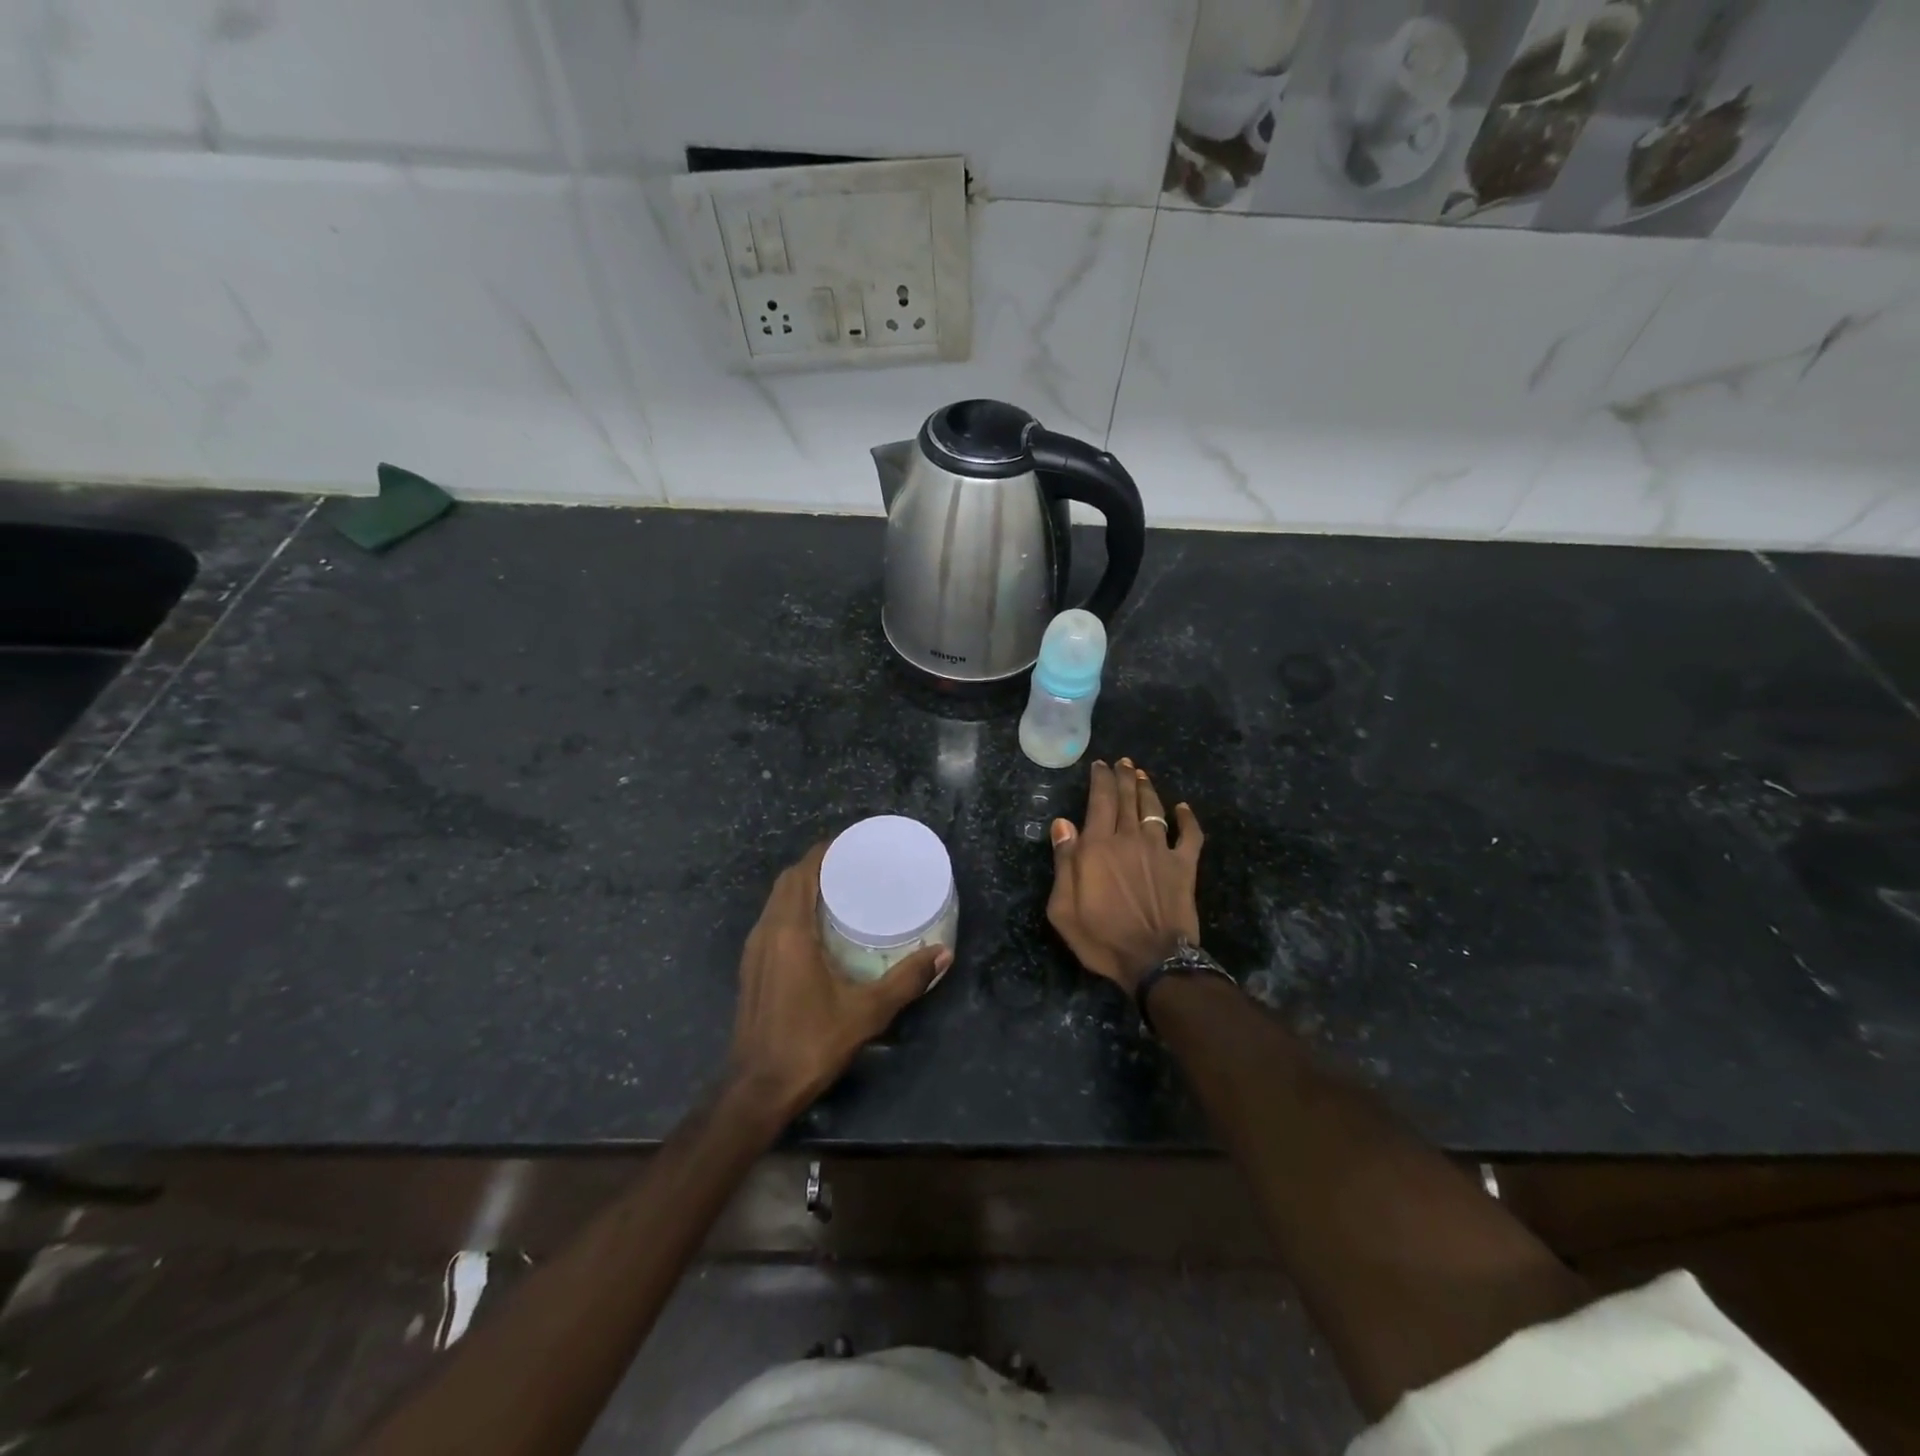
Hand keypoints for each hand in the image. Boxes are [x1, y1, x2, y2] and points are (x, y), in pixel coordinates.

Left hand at [729, 842, 950, 1121]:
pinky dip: (793, 908)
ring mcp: (754, 950)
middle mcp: (766, 932)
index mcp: (790, 932)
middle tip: (853, 865)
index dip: (825, 852)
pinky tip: (819, 926)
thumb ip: (906, 980)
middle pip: (788, 881)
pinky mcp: (752, 968)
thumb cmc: (810, 1043)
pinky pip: (772, 920)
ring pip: (776, 901)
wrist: (757, 1088)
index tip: (853, 843)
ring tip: (839, 888)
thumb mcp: (866, 1012)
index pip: (803, 873)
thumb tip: (943, 953)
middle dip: (817, 865)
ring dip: (803, 886)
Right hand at [1048, 759, 1203, 993]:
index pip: (1099, 801)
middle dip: (1123, 776)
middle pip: (1127, 798)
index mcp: (1098, 846)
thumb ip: (1064, 862)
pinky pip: (1190, 835)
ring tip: (1141, 775)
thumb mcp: (1063, 907)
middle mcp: (1129, 839)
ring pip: (1154, 809)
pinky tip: (1184, 808)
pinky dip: (1188, 819)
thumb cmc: (1101, 937)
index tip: (1099, 765)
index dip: (1100, 779)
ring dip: (1147, 789)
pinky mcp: (1184, 866)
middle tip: (1122, 762)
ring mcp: (1160, 850)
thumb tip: (1062, 824)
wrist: (1153, 960)